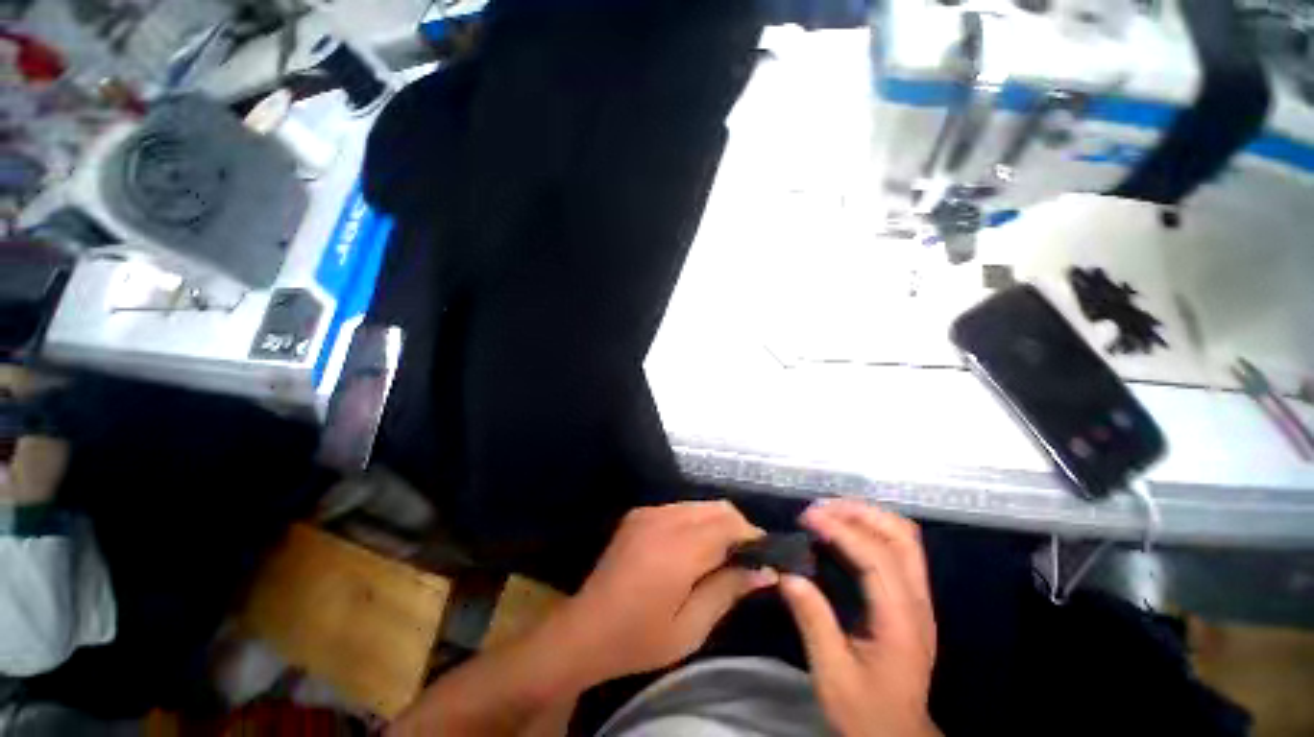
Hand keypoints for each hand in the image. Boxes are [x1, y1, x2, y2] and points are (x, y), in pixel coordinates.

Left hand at [553, 501, 776, 684]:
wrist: (585, 629)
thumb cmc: (639, 638)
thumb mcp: (690, 628)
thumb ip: (728, 590)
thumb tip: (765, 571)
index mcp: (679, 548)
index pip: (729, 524)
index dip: (753, 536)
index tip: (765, 557)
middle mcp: (664, 519)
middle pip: (717, 507)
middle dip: (738, 527)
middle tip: (746, 559)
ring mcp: (648, 512)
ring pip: (699, 505)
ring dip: (717, 523)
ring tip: (722, 555)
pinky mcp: (638, 513)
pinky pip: (679, 508)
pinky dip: (696, 521)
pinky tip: (692, 548)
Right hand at [780, 500, 939, 736]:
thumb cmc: (865, 711)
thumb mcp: (832, 674)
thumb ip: (812, 620)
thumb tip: (787, 573)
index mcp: (900, 621)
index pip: (877, 558)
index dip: (842, 530)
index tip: (808, 517)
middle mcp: (918, 603)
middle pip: (901, 536)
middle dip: (858, 513)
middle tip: (818, 510)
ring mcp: (920, 599)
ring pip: (904, 537)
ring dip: (866, 516)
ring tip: (828, 513)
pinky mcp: (912, 600)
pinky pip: (899, 548)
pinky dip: (871, 529)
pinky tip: (844, 532)